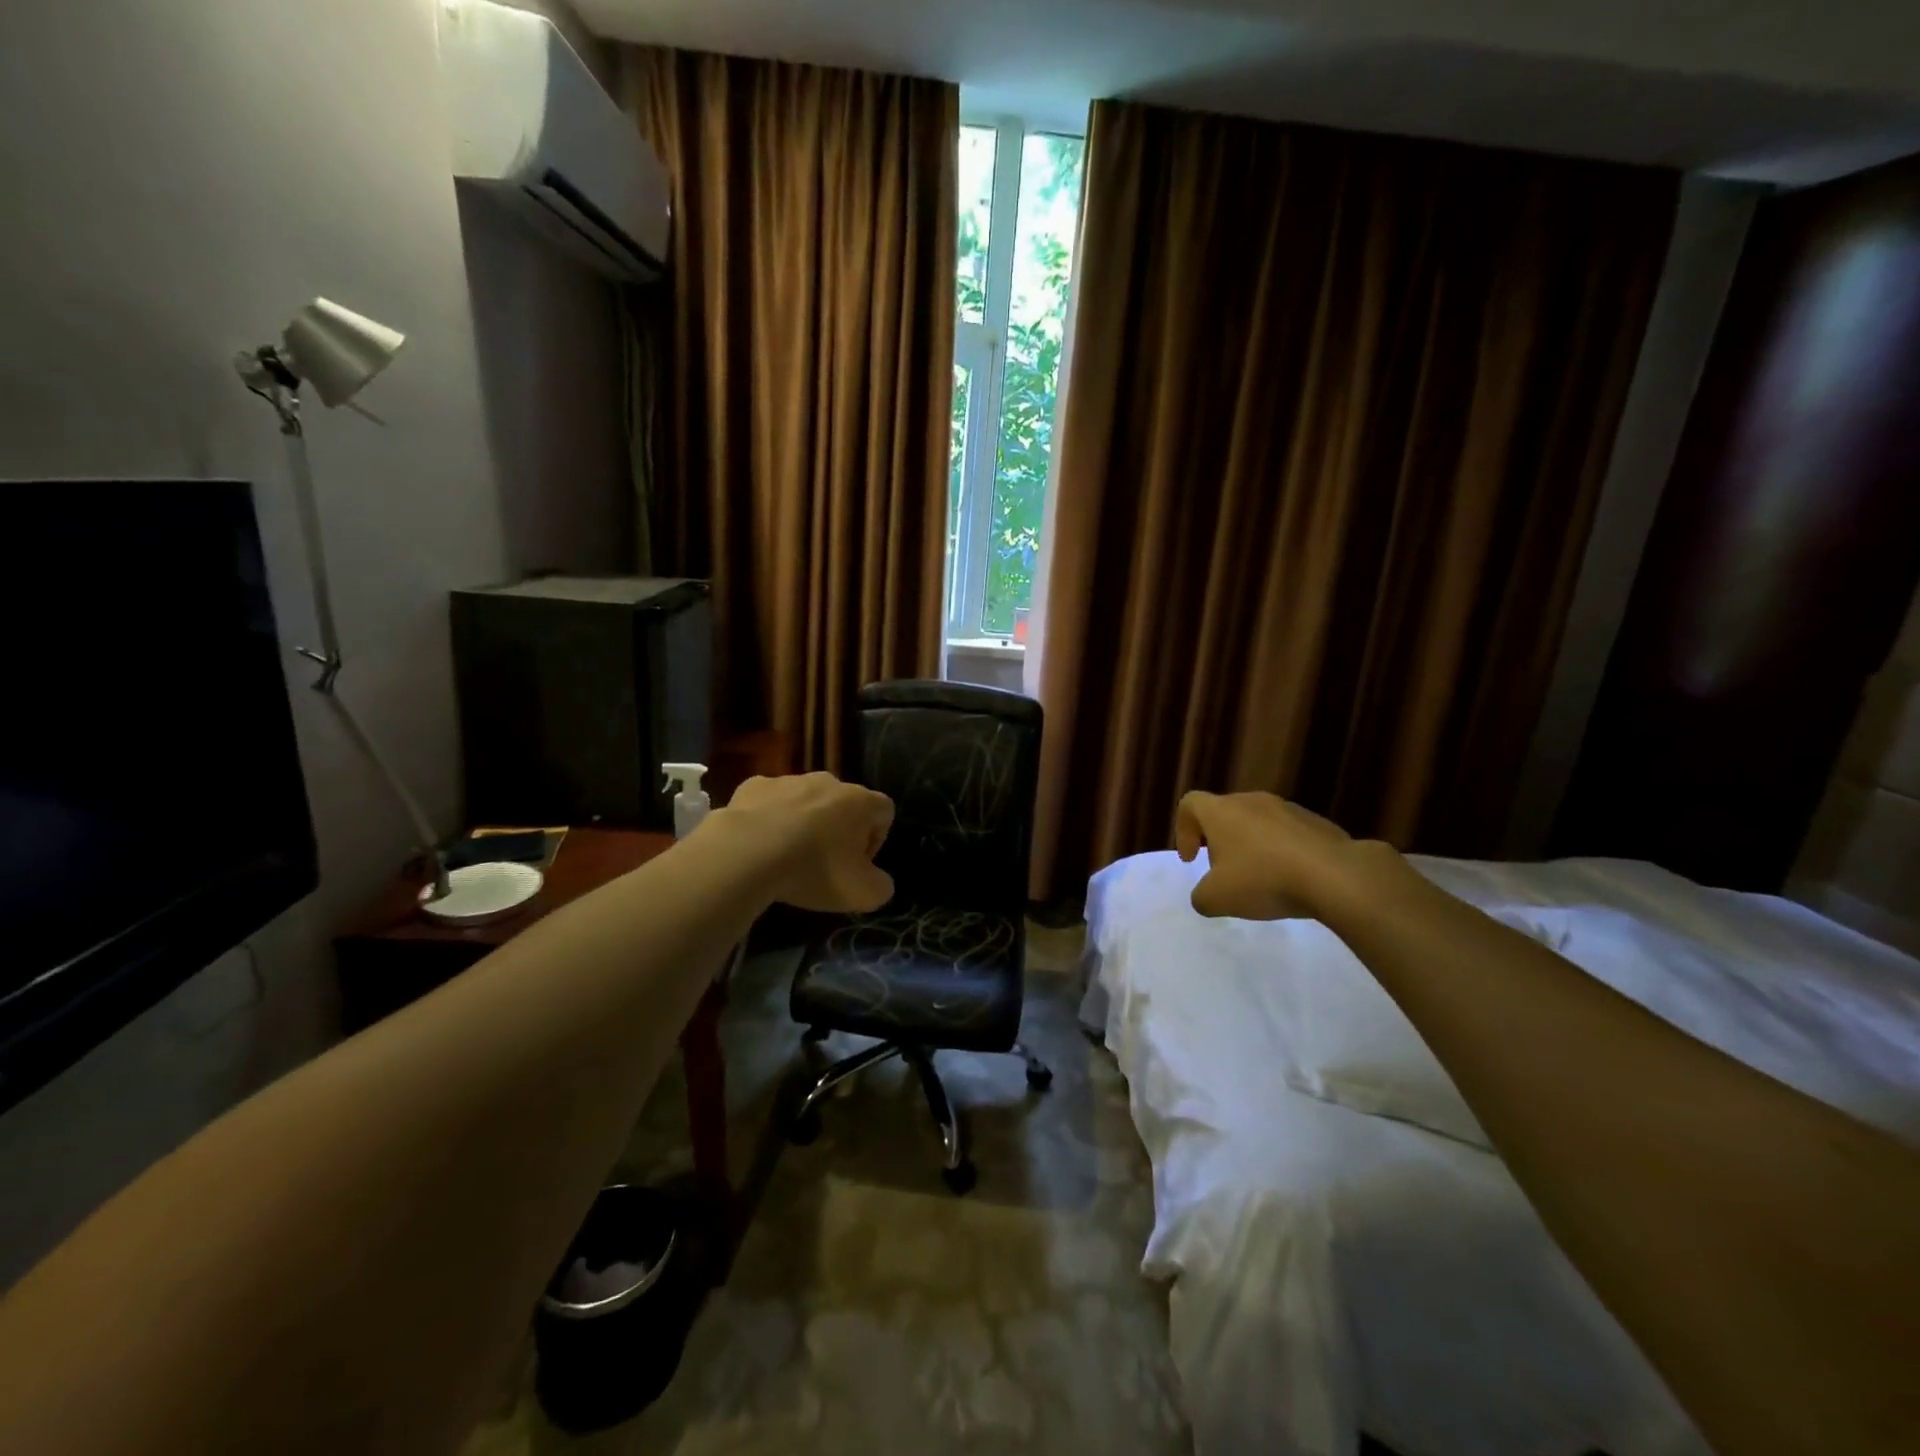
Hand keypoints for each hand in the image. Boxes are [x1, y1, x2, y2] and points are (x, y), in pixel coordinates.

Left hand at [718, 773, 895, 912]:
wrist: (746, 853)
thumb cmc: (814, 869)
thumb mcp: (862, 894)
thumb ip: (881, 886)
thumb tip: (877, 881)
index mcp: (860, 801)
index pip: (884, 811)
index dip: (876, 839)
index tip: (857, 865)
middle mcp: (828, 781)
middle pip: (844, 804)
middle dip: (838, 830)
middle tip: (823, 864)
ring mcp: (789, 780)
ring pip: (805, 801)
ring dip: (803, 823)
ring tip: (787, 855)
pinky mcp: (754, 786)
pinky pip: (769, 801)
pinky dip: (768, 819)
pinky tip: (758, 844)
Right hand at [1175, 790, 1369, 920]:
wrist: (1335, 876)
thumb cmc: (1264, 880)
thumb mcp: (1216, 899)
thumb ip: (1200, 896)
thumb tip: (1206, 895)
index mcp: (1221, 811)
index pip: (1190, 804)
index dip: (1183, 830)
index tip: (1192, 860)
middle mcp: (1251, 801)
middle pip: (1224, 813)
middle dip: (1218, 841)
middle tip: (1224, 872)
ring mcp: (1287, 808)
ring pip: (1257, 822)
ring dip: (1251, 846)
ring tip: (1261, 878)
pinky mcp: (1316, 822)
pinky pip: (1288, 833)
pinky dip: (1281, 852)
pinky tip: (1292, 879)